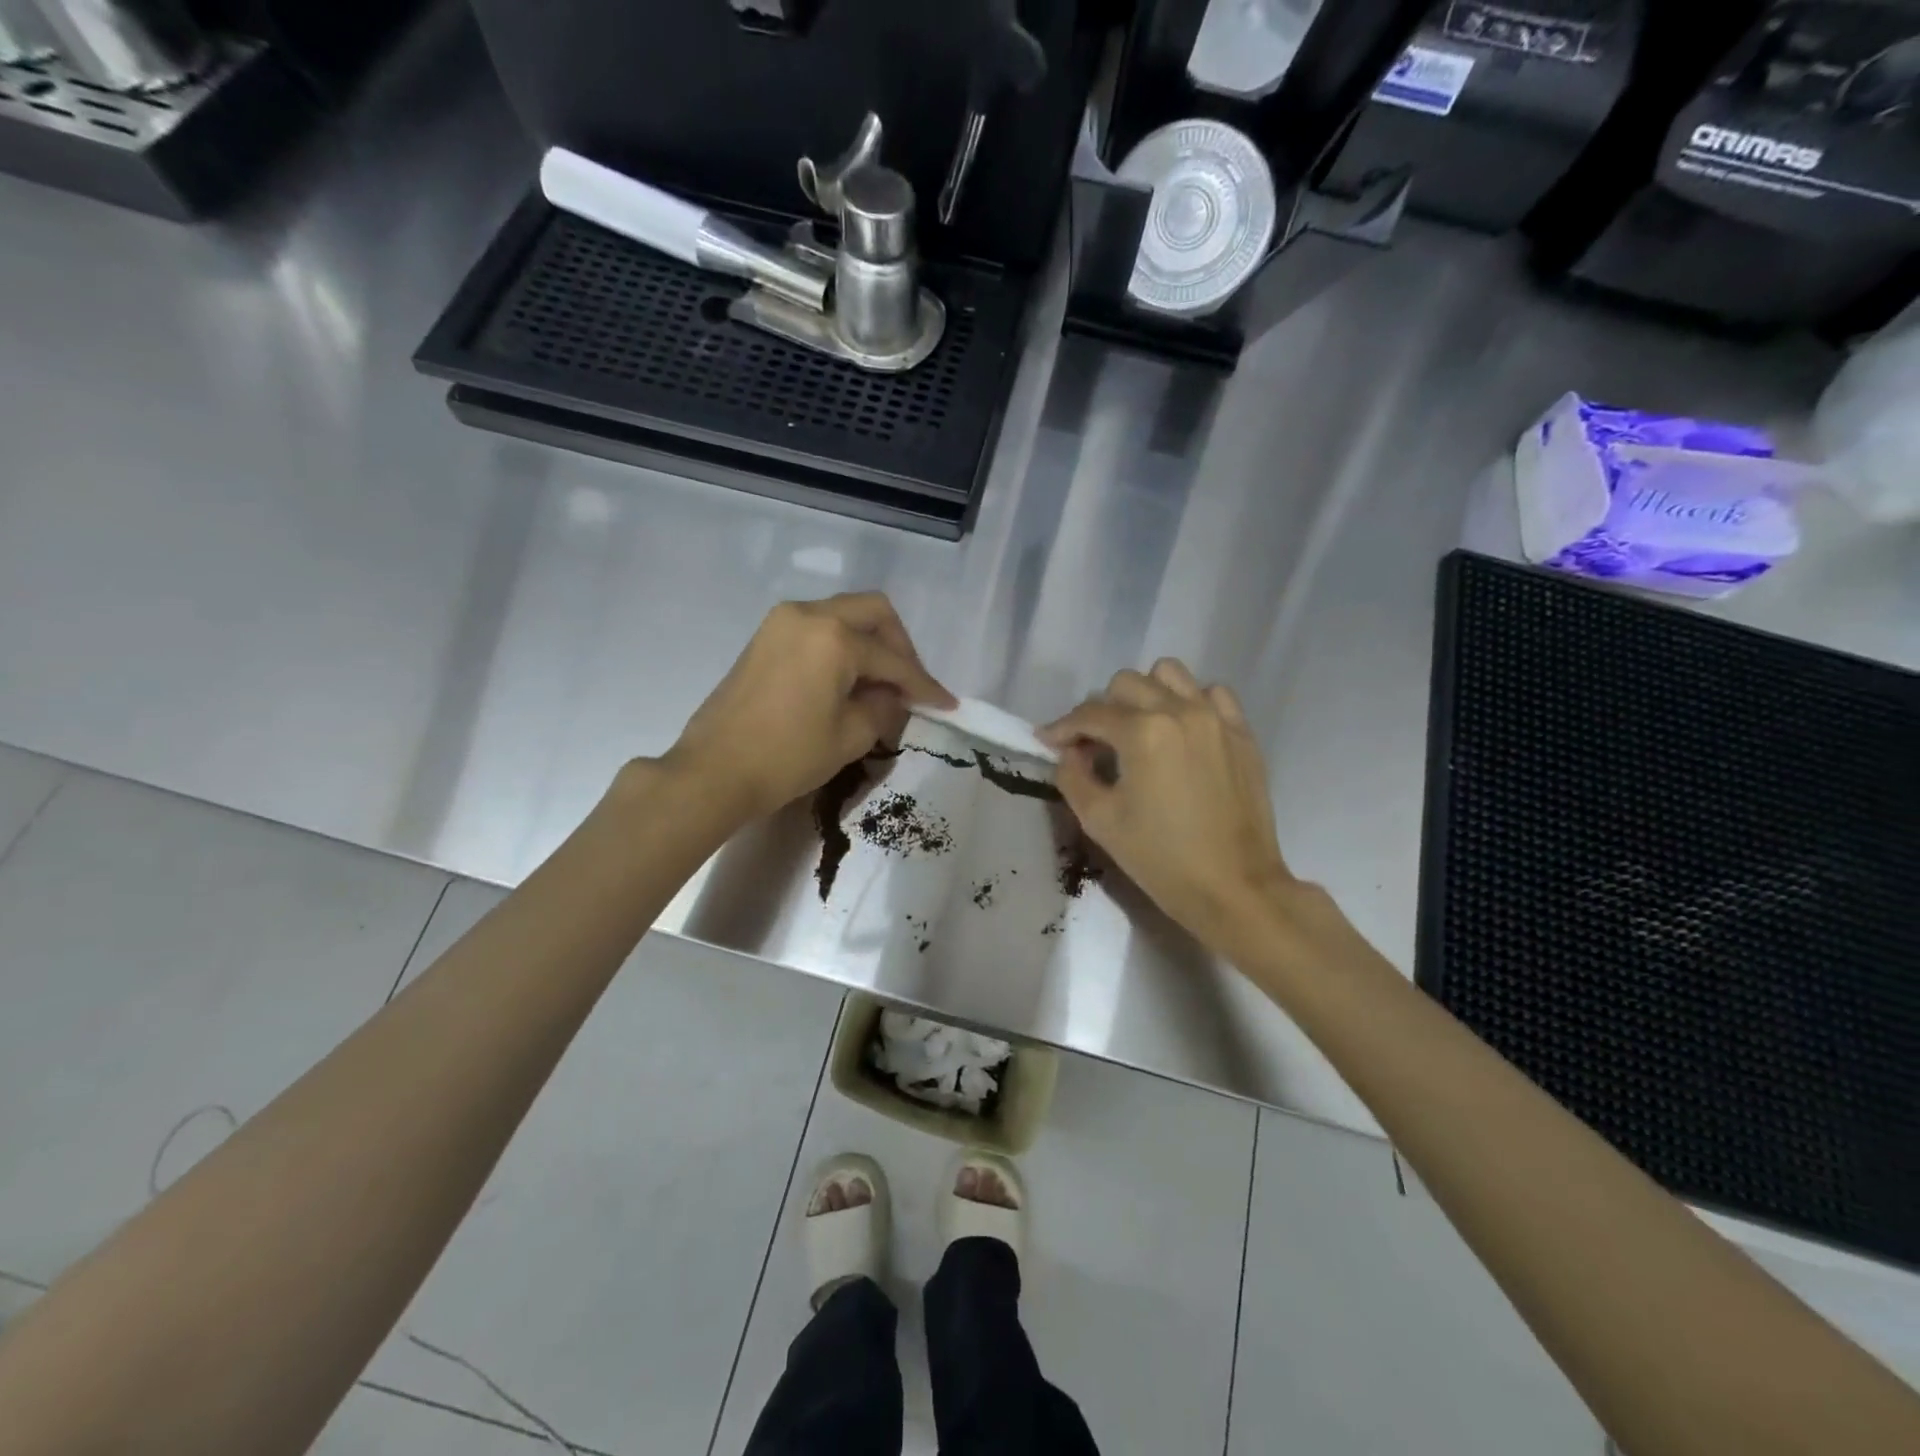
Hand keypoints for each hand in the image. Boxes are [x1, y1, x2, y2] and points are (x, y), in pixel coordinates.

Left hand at [662, 593, 954, 824]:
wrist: (713, 771)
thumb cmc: (787, 757)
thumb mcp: (850, 736)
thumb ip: (883, 707)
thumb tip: (893, 694)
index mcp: (834, 637)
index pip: (893, 658)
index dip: (924, 684)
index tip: (947, 705)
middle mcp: (809, 615)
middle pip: (873, 612)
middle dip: (900, 646)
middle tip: (910, 684)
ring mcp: (782, 622)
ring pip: (844, 614)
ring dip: (870, 642)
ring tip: (881, 685)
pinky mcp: (766, 637)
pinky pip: (818, 628)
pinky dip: (842, 646)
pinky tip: (849, 680)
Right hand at [1040, 660, 1292, 952]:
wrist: (1234, 888)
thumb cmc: (1161, 858)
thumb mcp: (1100, 821)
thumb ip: (1073, 777)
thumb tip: (1070, 753)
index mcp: (1142, 731)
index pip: (1090, 713)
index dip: (1062, 727)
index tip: (1048, 741)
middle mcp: (1180, 710)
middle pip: (1126, 683)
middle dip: (1101, 709)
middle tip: (1094, 744)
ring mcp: (1216, 718)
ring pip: (1170, 675)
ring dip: (1145, 694)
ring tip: (1139, 729)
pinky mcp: (1242, 733)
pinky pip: (1212, 694)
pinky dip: (1190, 701)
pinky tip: (1181, 731)